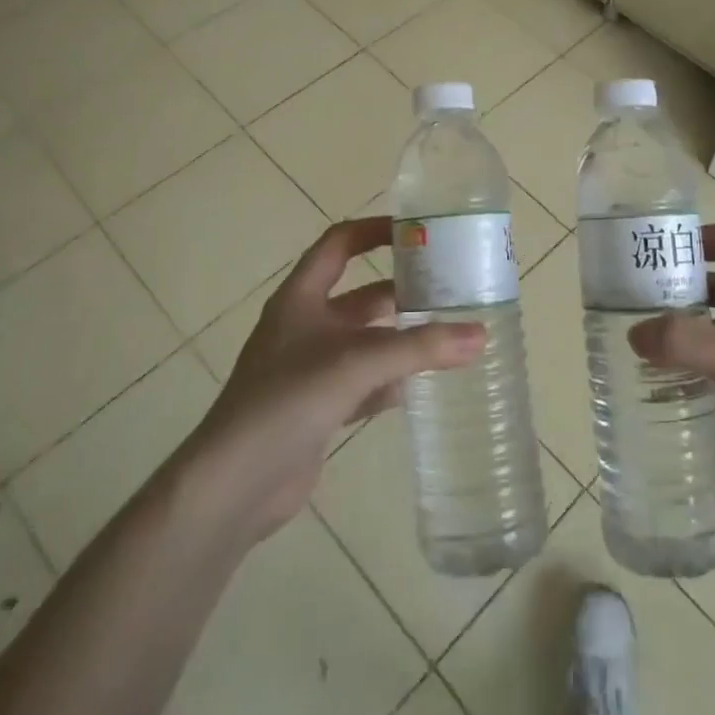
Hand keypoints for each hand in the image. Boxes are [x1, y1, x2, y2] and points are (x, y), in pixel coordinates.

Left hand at [194, 217, 484, 541]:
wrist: (235, 484)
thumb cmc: (289, 400)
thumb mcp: (357, 363)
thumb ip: (420, 348)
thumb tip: (480, 335)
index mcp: (302, 298)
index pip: (339, 244)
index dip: (375, 231)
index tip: (418, 231)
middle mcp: (305, 326)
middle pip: (361, 296)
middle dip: (402, 292)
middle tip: (450, 291)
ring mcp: (310, 369)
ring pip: (366, 342)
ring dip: (401, 340)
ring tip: (448, 335)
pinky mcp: (318, 408)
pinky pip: (363, 383)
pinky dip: (390, 382)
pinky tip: (421, 386)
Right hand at [630, 222, 714, 526]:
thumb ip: (682, 341)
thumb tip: (634, 334)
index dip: (703, 237)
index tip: (661, 252)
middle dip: (679, 287)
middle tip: (630, 299)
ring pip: (712, 331)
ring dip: (679, 332)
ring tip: (634, 339)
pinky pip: (713, 373)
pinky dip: (687, 372)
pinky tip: (656, 383)